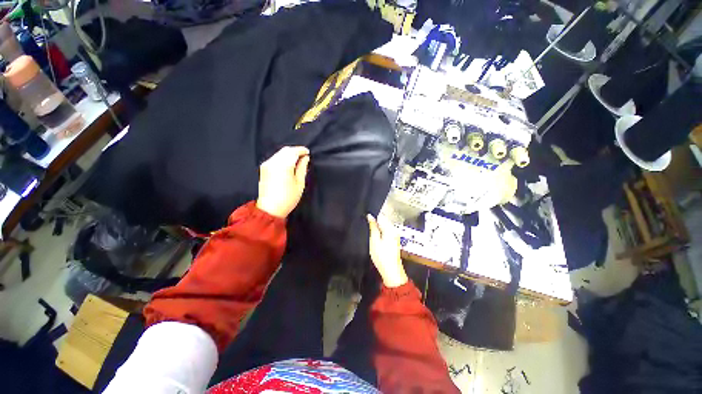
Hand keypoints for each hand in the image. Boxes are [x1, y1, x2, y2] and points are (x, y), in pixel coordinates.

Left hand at [257, 146, 309, 217]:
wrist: (270, 208)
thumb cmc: (288, 198)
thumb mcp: (299, 184)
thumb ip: (302, 168)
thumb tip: (305, 158)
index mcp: (284, 165)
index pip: (293, 151)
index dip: (302, 150)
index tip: (308, 152)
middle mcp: (274, 162)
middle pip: (285, 150)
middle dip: (295, 151)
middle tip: (304, 156)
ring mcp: (267, 164)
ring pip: (279, 153)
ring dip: (289, 154)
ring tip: (297, 160)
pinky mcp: (263, 168)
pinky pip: (275, 158)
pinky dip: (283, 157)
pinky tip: (288, 164)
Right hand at [367, 214, 407, 287]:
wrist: (391, 271)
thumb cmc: (382, 256)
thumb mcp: (374, 240)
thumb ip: (372, 227)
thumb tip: (370, 216)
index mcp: (390, 228)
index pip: (381, 216)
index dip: (372, 217)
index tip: (365, 219)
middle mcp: (394, 230)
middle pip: (383, 221)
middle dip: (375, 222)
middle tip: (366, 227)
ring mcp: (395, 235)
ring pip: (384, 226)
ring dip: (377, 228)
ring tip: (370, 233)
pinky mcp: (394, 240)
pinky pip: (386, 232)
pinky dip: (380, 233)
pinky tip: (375, 238)